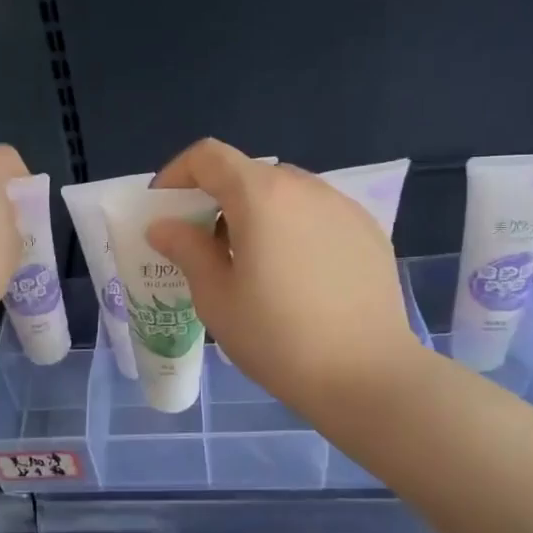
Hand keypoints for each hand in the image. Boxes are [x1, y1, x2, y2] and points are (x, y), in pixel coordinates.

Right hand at [147, 139, 414, 419]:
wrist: (367, 375)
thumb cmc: (278, 338)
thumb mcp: (216, 298)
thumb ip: (186, 250)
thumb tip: (163, 226)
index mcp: (261, 196)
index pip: (209, 156)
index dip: (177, 174)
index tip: (165, 210)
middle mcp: (305, 187)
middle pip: (248, 174)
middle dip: (216, 200)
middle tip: (203, 247)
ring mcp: (343, 206)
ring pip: (285, 194)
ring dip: (256, 214)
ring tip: (251, 264)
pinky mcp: (368, 231)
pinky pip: (317, 214)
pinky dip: (292, 229)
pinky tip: (296, 276)